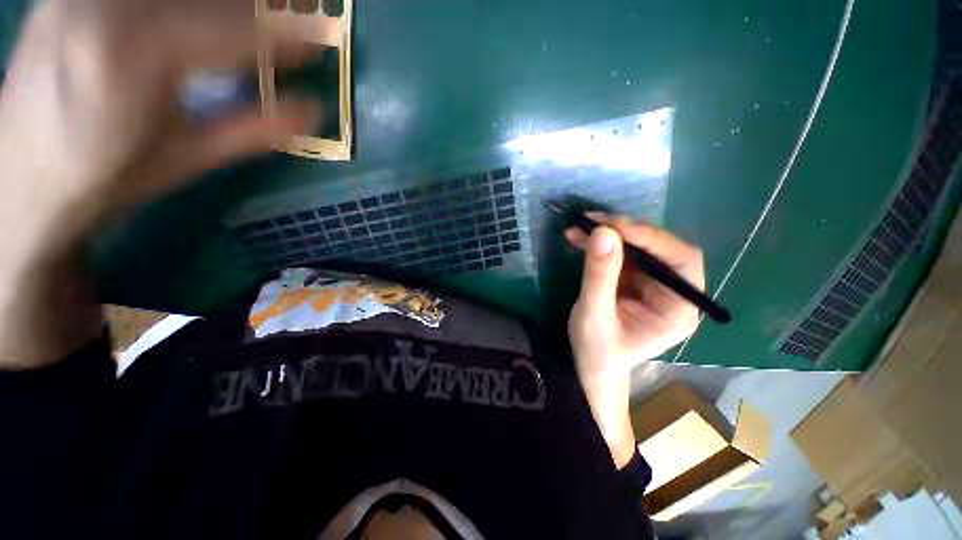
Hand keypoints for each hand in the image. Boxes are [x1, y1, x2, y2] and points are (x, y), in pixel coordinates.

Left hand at [0, 0, 318, 367]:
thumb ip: (253, 128)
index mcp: (132, 54)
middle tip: (299, 15)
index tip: (320, 43)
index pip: (233, 26)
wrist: (23, 174)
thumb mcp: (188, 158)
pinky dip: (188, 4)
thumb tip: (313, 109)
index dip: (285, 34)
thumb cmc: (108, 177)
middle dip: (262, 7)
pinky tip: (200, 18)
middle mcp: (107, 4)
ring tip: (258, 18)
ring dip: (227, 5)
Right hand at [566, 214, 703, 467]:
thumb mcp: (594, 315)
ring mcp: (650, 285)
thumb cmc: (597, 352)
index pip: (681, 262)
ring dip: (609, 234)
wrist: (588, 366)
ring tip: (581, 225)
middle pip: (659, 249)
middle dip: (627, 232)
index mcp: (678, 310)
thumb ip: (599, 276)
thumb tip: (603, 232)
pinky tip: (578, 237)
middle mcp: (671, 293)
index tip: (617, 227)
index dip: (653, 239)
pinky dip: (599, 244)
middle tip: (594, 221)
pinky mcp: (631, 281)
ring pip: (636, 248)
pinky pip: (619, 255)